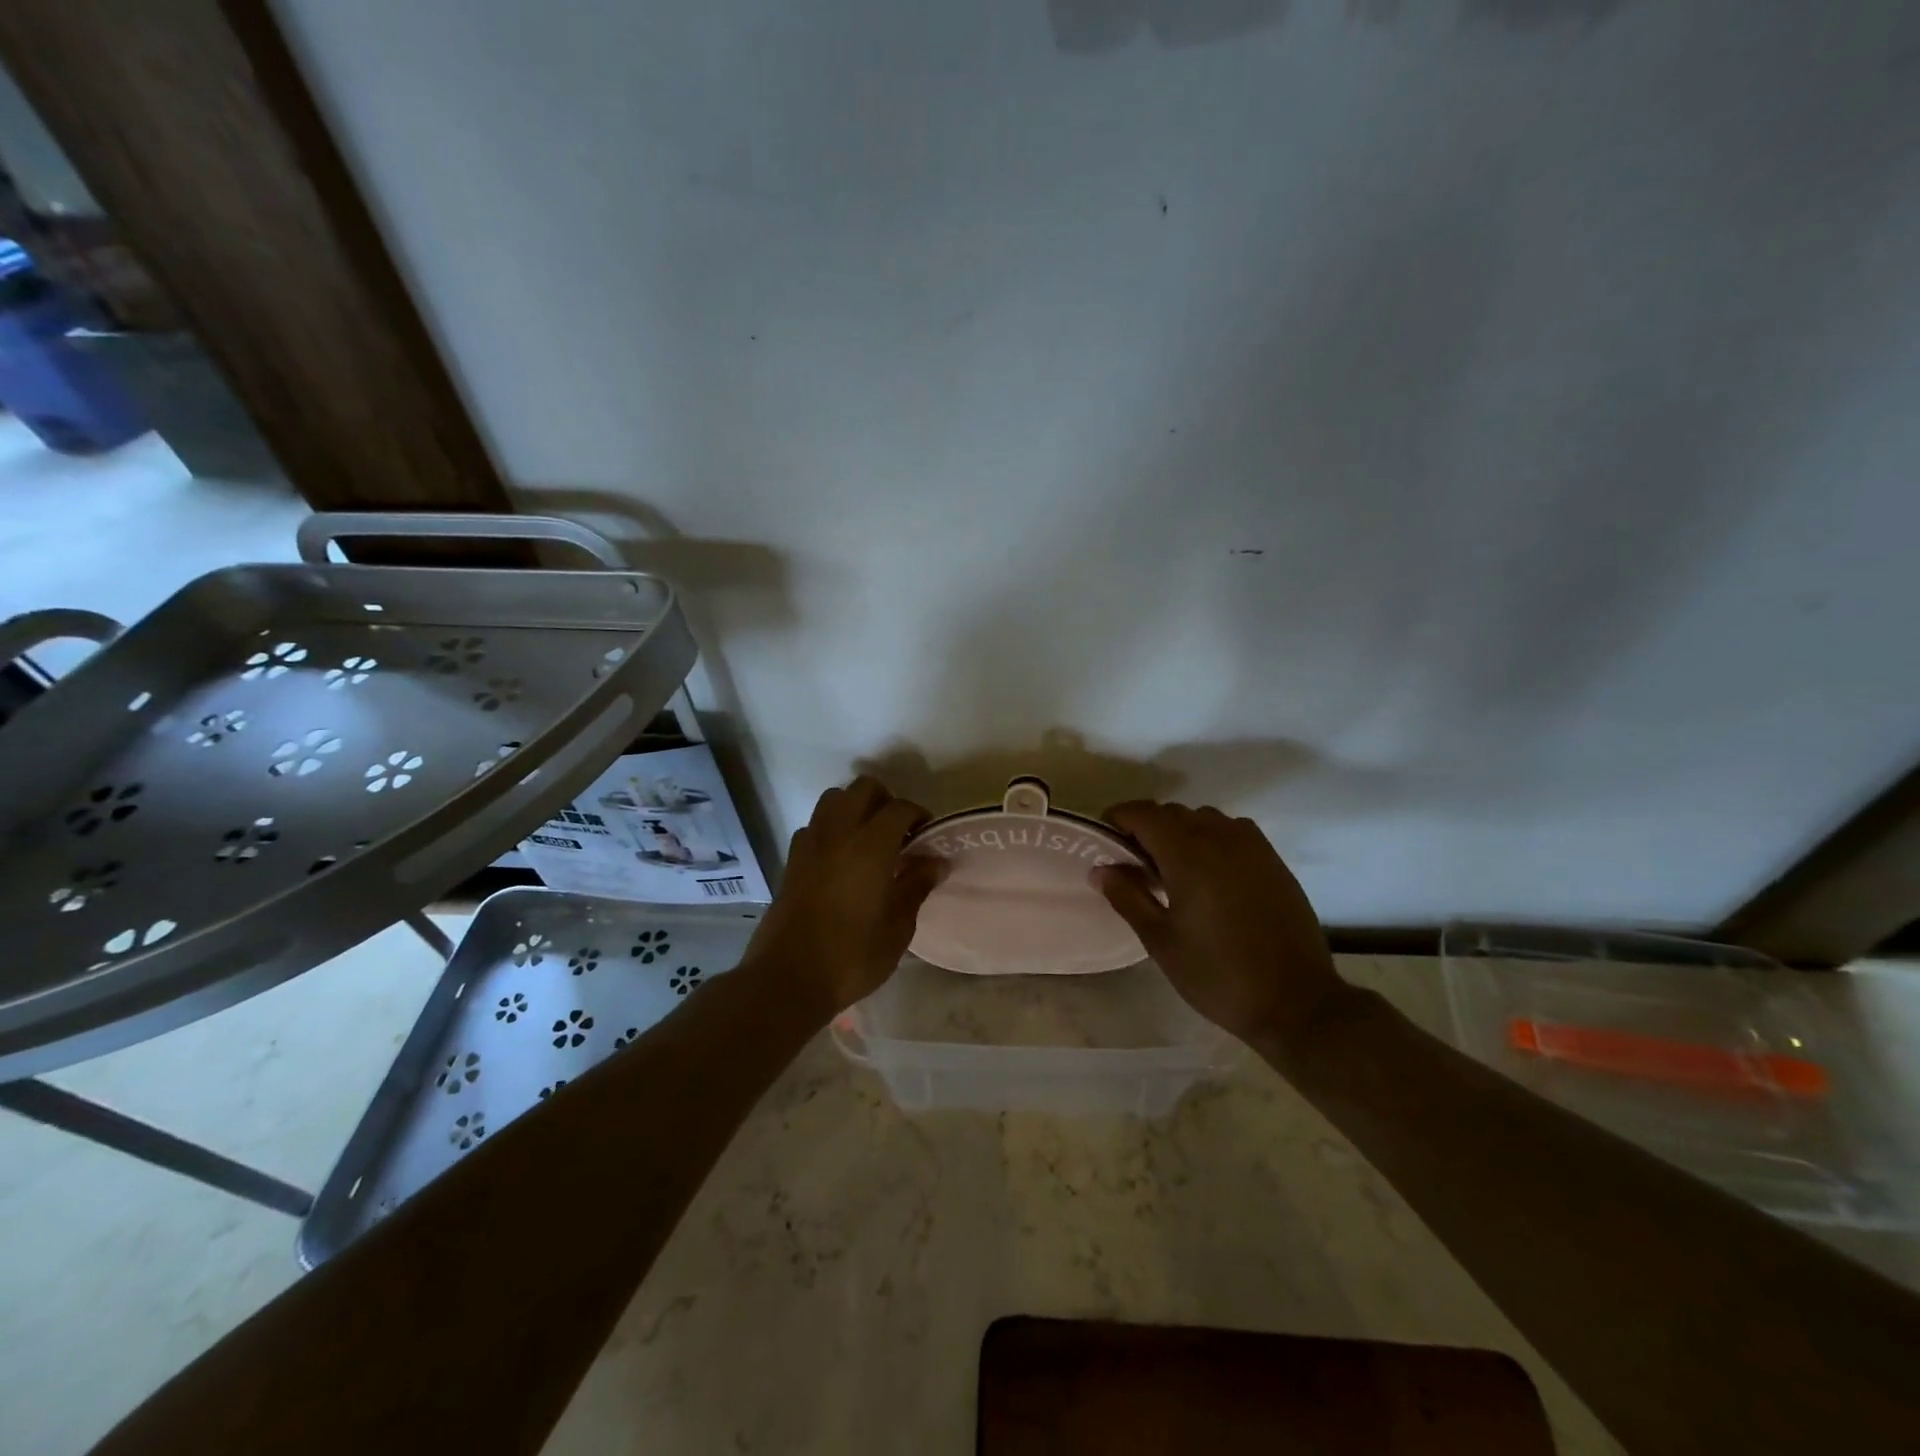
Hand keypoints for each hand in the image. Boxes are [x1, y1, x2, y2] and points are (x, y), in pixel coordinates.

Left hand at [744, 777, 943, 1018]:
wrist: (789, 979)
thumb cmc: (853, 956)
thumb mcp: (898, 927)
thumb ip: (917, 886)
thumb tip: (937, 861)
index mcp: (870, 845)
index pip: (900, 808)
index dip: (918, 815)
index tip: (928, 835)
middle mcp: (838, 833)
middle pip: (862, 789)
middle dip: (885, 801)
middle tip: (900, 832)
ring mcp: (810, 844)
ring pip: (833, 800)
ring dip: (854, 808)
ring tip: (869, 841)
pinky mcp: (791, 861)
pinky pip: (814, 827)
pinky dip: (830, 829)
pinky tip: (840, 860)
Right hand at [1094, 802, 1351, 1048]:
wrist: (1295, 1001)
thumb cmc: (1217, 974)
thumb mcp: (1160, 941)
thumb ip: (1127, 897)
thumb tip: (1100, 869)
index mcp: (1188, 853)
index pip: (1143, 814)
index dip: (1117, 819)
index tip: (1103, 840)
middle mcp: (1220, 836)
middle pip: (1172, 813)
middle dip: (1146, 828)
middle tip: (1132, 863)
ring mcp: (1252, 845)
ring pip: (1203, 818)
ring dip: (1180, 831)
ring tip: (1171, 869)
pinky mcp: (1273, 860)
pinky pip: (1232, 831)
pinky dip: (1210, 839)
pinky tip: (1209, 874)